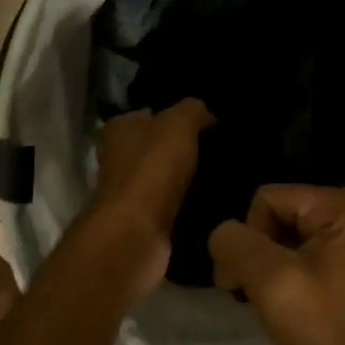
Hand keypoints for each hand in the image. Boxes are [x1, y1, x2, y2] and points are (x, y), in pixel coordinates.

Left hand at [80, 100, 213, 294]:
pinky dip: (189, 204)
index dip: (178, 116)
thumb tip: (208, 115)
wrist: (137, 233)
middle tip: (222, 150)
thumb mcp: (179, 123)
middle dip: (186, 148)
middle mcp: (119, 157)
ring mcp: (130, 191)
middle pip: (158, 146)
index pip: (151, 113)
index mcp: (121, 128)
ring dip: (190, 178)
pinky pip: (172, 204)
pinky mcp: (143, 220)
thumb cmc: (152, 169)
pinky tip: (213, 201)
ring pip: (167, 176)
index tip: (211, 123)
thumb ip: (193, 110)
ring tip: (225, 175)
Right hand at [208, 186, 344, 344]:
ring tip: (278, 305)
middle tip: (258, 297)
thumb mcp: (270, 281)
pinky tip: (297, 305)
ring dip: (276, 268)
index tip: (245, 285)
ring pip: (295, 237)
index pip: (269, 199)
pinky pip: (315, 254)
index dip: (249, 238)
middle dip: (262, 254)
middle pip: (283, 215)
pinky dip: (297, 276)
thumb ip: (235, 244)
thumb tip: (224, 235)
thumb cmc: (327, 330)